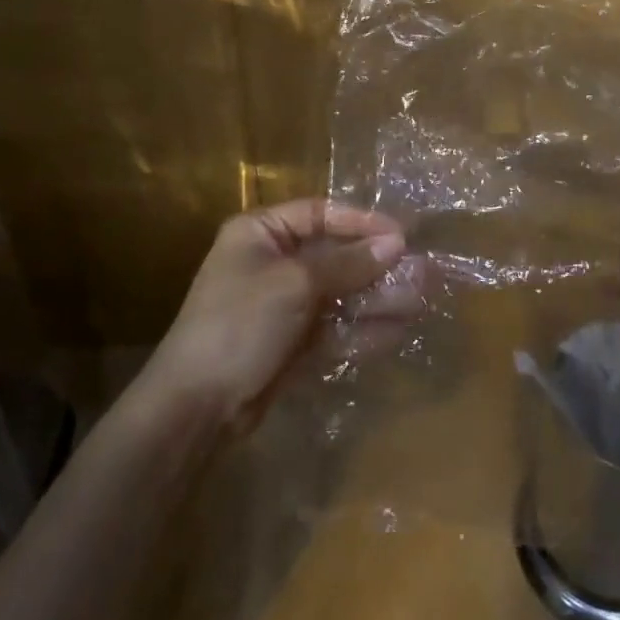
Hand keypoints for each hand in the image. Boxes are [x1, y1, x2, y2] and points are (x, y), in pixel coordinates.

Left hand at [140, 199, 413, 431]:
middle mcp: (274, 262)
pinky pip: (336, 327)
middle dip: (377, 265)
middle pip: (336, 256)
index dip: (362, 222)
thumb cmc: (241, 323)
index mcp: (262, 233)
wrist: (197, 406)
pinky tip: (397, 331)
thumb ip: (348, 263)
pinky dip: (363, 329)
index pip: (321, 214)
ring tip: (420, 300)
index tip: (402, 235)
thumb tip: (396, 242)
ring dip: (378, 298)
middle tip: (422, 272)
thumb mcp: (295, 283)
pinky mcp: (294, 343)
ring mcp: (285, 305)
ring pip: (341, 294)